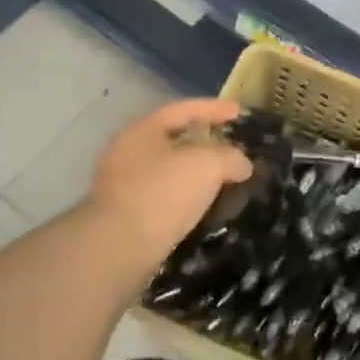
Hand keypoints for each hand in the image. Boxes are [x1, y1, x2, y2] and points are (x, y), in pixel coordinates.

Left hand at [83, 99, 252, 273]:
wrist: (118, 250)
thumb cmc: (163, 192)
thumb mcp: (209, 164)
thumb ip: (231, 157)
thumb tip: (241, 164)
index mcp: (143, 130)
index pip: (184, 109)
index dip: (215, 109)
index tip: (239, 113)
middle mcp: (127, 152)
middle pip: (174, 140)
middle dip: (205, 144)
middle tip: (232, 148)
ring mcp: (122, 186)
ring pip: (168, 172)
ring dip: (196, 175)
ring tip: (224, 182)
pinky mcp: (124, 218)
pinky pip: (163, 199)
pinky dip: (185, 199)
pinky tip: (204, 208)